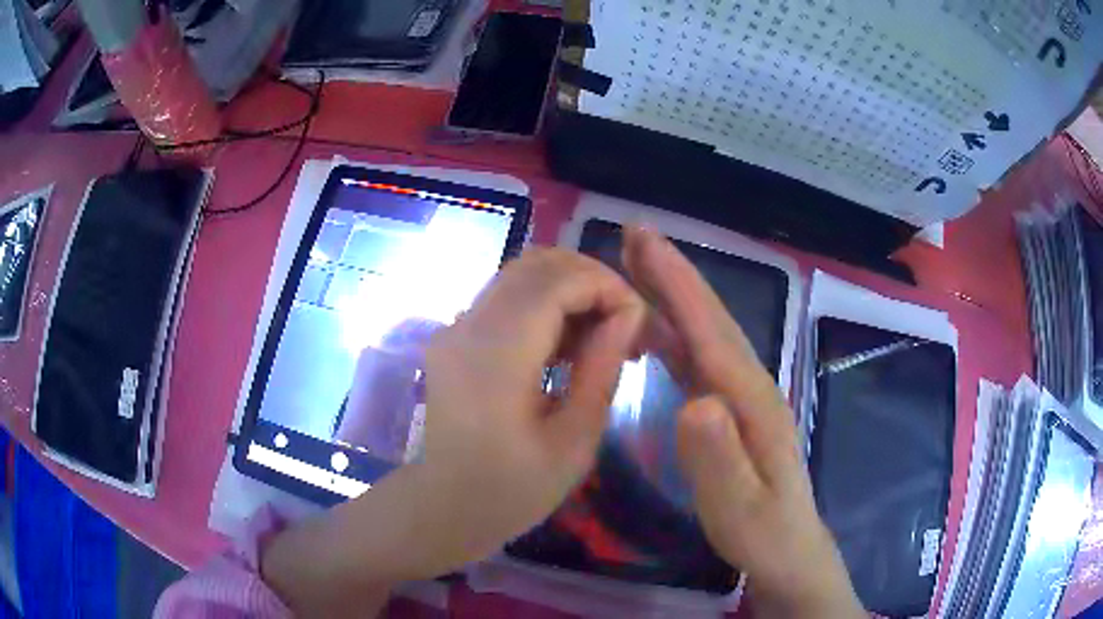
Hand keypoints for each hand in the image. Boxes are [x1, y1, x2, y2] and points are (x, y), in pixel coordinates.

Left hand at [262, 249, 644, 616]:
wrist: (444, 506)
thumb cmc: (512, 490)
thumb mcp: (574, 440)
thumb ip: (602, 368)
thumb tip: (629, 315)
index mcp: (496, 354)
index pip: (558, 280)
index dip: (608, 287)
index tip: (639, 324)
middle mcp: (468, 324)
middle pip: (538, 263)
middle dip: (593, 281)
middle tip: (625, 325)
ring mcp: (455, 325)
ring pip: (521, 273)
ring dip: (569, 289)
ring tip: (601, 334)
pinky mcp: (454, 334)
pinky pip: (507, 297)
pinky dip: (545, 303)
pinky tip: (566, 344)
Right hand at [621, 227, 862, 617]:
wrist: (791, 554)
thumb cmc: (765, 536)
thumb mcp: (740, 511)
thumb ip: (719, 461)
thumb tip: (695, 403)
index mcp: (753, 403)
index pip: (712, 333)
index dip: (679, 285)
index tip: (645, 241)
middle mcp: (751, 388)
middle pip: (711, 321)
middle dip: (674, 274)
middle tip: (635, 234)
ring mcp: (743, 399)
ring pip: (705, 335)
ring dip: (672, 297)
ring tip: (636, 267)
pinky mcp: (732, 413)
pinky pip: (700, 361)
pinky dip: (675, 334)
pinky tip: (653, 330)